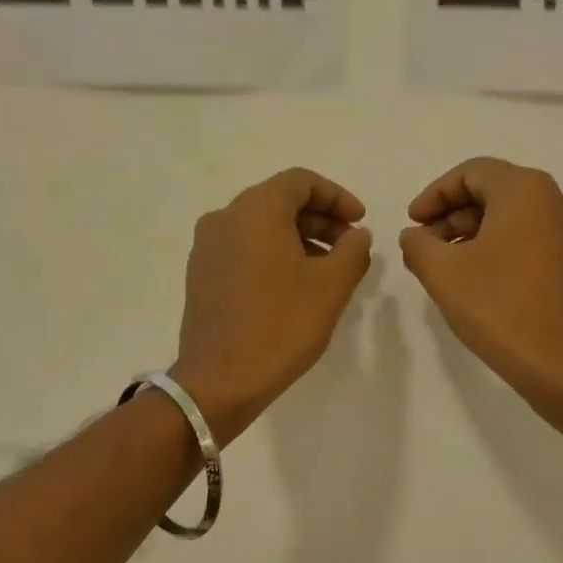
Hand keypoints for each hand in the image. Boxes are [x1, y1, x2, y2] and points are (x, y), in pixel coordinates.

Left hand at [170, 168, 372, 444]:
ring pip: (260, 227)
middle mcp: (224, 218)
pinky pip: (243, 249)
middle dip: (320, 220)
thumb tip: (356, 235)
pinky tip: (293, 286)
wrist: (220, 380)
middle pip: (279, 201)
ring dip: (298, 239)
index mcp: (255, 210)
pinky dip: (273, 255)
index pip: (301, 182)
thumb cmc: (281, 326)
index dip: (337, 197)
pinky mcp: (201, 275)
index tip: (361, 222)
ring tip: (326, 271)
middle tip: (349, 247)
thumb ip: (353, 250)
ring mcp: (207, 247)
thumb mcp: (332, 286)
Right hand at [399, 158, 562, 412]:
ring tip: (445, 266)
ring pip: (513, 216)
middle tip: (424, 246)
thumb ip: (418, 244)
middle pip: (494, 191)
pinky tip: (477, 279)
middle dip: (452, 215)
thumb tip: (415, 235)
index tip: (412, 223)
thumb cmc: (499, 309)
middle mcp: (556, 200)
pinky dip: (500, 247)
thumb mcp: (442, 273)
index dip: (434, 195)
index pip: (471, 173)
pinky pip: (531, 238)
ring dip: (474, 233)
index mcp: (526, 190)